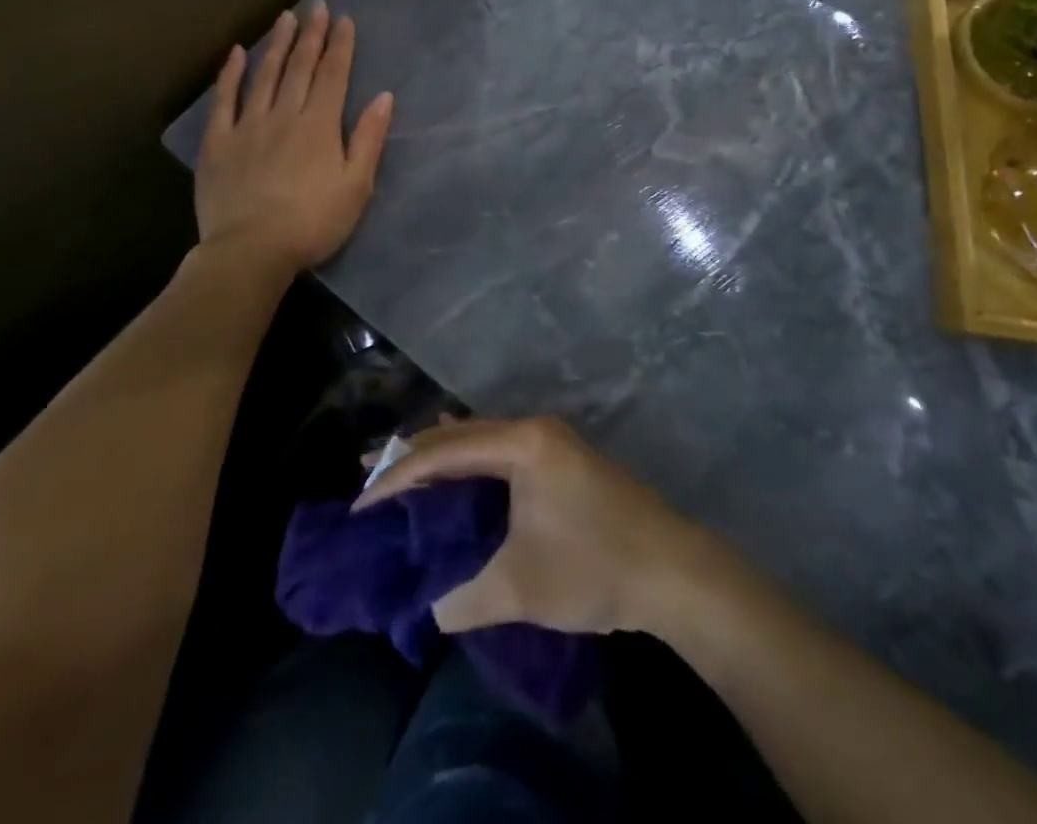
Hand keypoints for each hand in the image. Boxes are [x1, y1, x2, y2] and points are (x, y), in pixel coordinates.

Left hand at [196, 3, 394, 273]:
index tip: (344, 19)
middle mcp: (284, 115)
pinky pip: (224, 100)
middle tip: (316, 7)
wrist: (251, 250)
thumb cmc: (312, 223)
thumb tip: (384, 97)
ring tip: (285, 18)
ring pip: (264, 75)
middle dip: (311, 35)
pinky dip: (231, 74)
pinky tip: (237, 53)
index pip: (332, 76)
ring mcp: (247, 126)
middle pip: (299, 67)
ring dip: (277, 44)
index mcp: (319, 126)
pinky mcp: (218, 142)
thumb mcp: (355, 186)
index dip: (340, 46)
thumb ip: (368, 139)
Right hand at [354, 417, 712, 636]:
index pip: (445, 452)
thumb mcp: (519, 588)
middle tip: (369, 473)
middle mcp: (534, 430)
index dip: (399, 478)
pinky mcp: (562, 462)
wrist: (674, 572)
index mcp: (522, 443)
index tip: (362, 504)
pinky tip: (456, 476)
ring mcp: (552, 443)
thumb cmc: (594, 567)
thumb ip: (461, 598)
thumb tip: (426, 607)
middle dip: (414, 456)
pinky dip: (471, 464)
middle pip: (460, 435)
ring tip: (400, 474)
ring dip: (443, 458)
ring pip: (481, 441)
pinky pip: (501, 453)